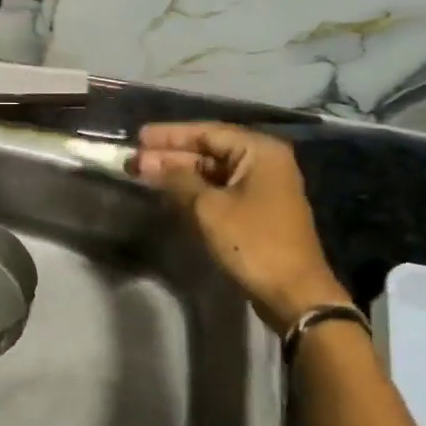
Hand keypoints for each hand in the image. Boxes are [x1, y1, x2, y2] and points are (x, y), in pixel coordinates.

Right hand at [132, 123, 347, 333]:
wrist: (292, 292)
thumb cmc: (253, 243)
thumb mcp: (209, 208)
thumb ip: (177, 180)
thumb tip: (148, 164)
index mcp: (259, 151)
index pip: (208, 132)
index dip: (170, 134)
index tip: (139, 136)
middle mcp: (263, 163)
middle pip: (210, 151)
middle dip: (171, 155)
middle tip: (133, 159)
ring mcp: (261, 188)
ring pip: (212, 173)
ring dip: (179, 174)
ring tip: (142, 173)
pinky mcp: (255, 212)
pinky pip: (218, 192)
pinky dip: (193, 191)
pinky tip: (167, 194)